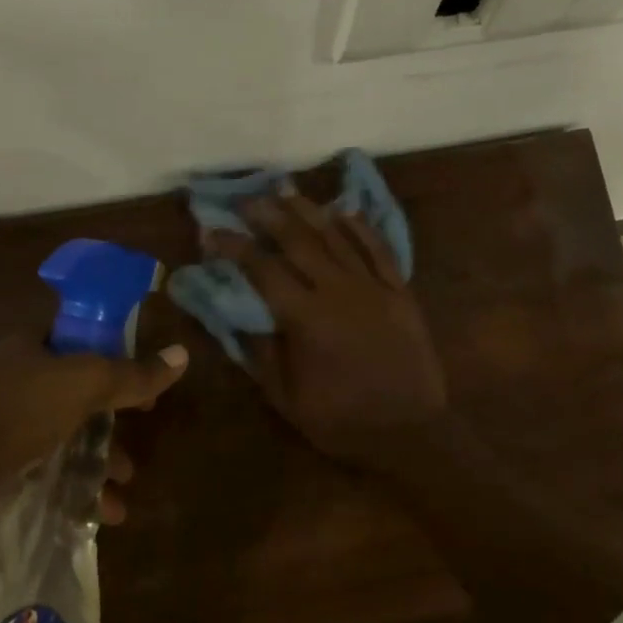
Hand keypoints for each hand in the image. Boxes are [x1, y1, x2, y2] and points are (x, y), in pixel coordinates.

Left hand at [0, 334, 188, 522]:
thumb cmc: (9, 415)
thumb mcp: (80, 385)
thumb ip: (132, 375)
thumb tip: (183, 354)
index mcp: (33, 349)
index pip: (86, 342)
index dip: (122, 361)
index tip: (147, 391)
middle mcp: (18, 382)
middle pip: (81, 398)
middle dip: (114, 428)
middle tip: (136, 450)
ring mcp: (4, 428)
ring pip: (67, 442)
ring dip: (98, 468)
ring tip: (120, 498)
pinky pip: (47, 476)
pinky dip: (73, 494)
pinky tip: (94, 517)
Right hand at [214, 193, 446, 466]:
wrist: (409, 430)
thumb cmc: (342, 420)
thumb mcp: (287, 398)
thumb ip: (261, 353)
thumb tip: (238, 316)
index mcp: (306, 318)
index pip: (262, 269)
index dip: (234, 247)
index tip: (213, 232)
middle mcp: (338, 291)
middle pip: (299, 240)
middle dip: (269, 215)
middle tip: (247, 200)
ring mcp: (374, 287)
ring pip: (337, 236)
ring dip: (309, 211)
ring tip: (287, 192)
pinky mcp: (400, 291)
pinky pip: (379, 249)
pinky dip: (360, 227)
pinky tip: (344, 210)